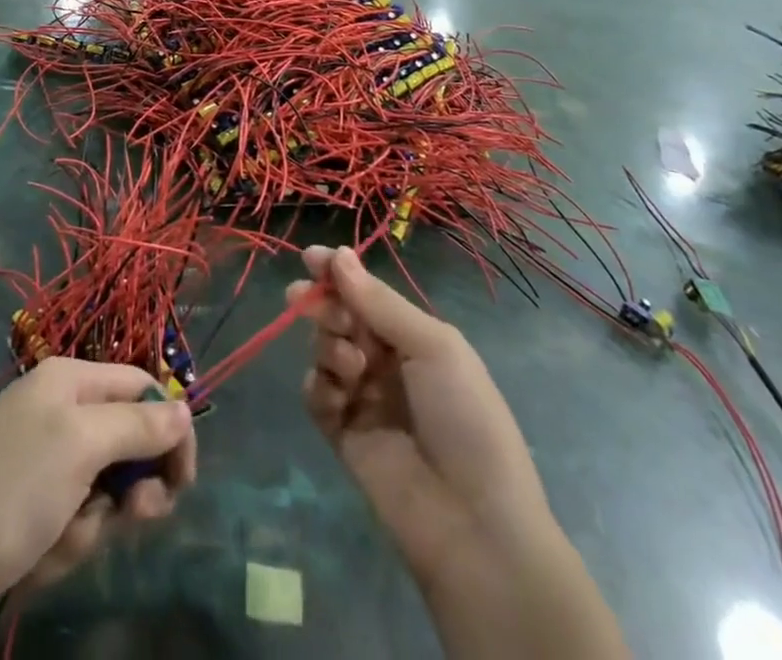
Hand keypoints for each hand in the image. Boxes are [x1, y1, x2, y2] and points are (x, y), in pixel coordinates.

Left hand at [0, 358, 196, 593]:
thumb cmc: (11, 492)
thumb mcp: (82, 444)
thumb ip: (139, 424)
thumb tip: (185, 410)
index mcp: (69, 381)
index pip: (141, 386)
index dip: (169, 425)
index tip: (184, 478)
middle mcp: (57, 414)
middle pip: (127, 441)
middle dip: (131, 486)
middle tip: (131, 517)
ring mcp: (42, 467)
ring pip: (104, 491)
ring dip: (93, 524)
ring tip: (60, 541)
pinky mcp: (29, 515)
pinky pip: (74, 524)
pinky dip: (66, 546)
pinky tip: (39, 560)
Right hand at [290, 246, 537, 571]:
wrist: (475, 526)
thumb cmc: (466, 419)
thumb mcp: (433, 348)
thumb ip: (379, 303)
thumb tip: (339, 254)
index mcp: (415, 336)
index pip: (368, 293)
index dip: (338, 272)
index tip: (310, 257)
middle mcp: (387, 361)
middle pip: (341, 316)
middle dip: (324, 304)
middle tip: (306, 300)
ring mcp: (364, 398)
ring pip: (325, 350)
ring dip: (328, 345)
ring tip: (350, 364)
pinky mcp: (343, 435)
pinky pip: (317, 395)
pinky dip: (320, 387)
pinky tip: (338, 397)